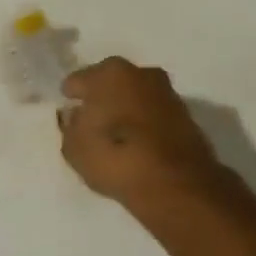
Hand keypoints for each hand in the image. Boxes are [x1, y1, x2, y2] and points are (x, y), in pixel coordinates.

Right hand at [58, 57, 228, 207]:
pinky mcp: (186, 115)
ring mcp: (167, 92)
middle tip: (92, 119)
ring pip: (136, 96)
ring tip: (116, 133)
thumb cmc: (114, 156)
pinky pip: (153, 114)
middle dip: (102, 97)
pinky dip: (145, 123)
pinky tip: (138, 141)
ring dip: (126, 108)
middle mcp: (140, 73)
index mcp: (108, 73)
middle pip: (111, 82)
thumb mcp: (74, 148)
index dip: (71, 97)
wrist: (174, 183)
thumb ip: (70, 127)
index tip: (68, 111)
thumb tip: (76, 117)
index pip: (78, 81)